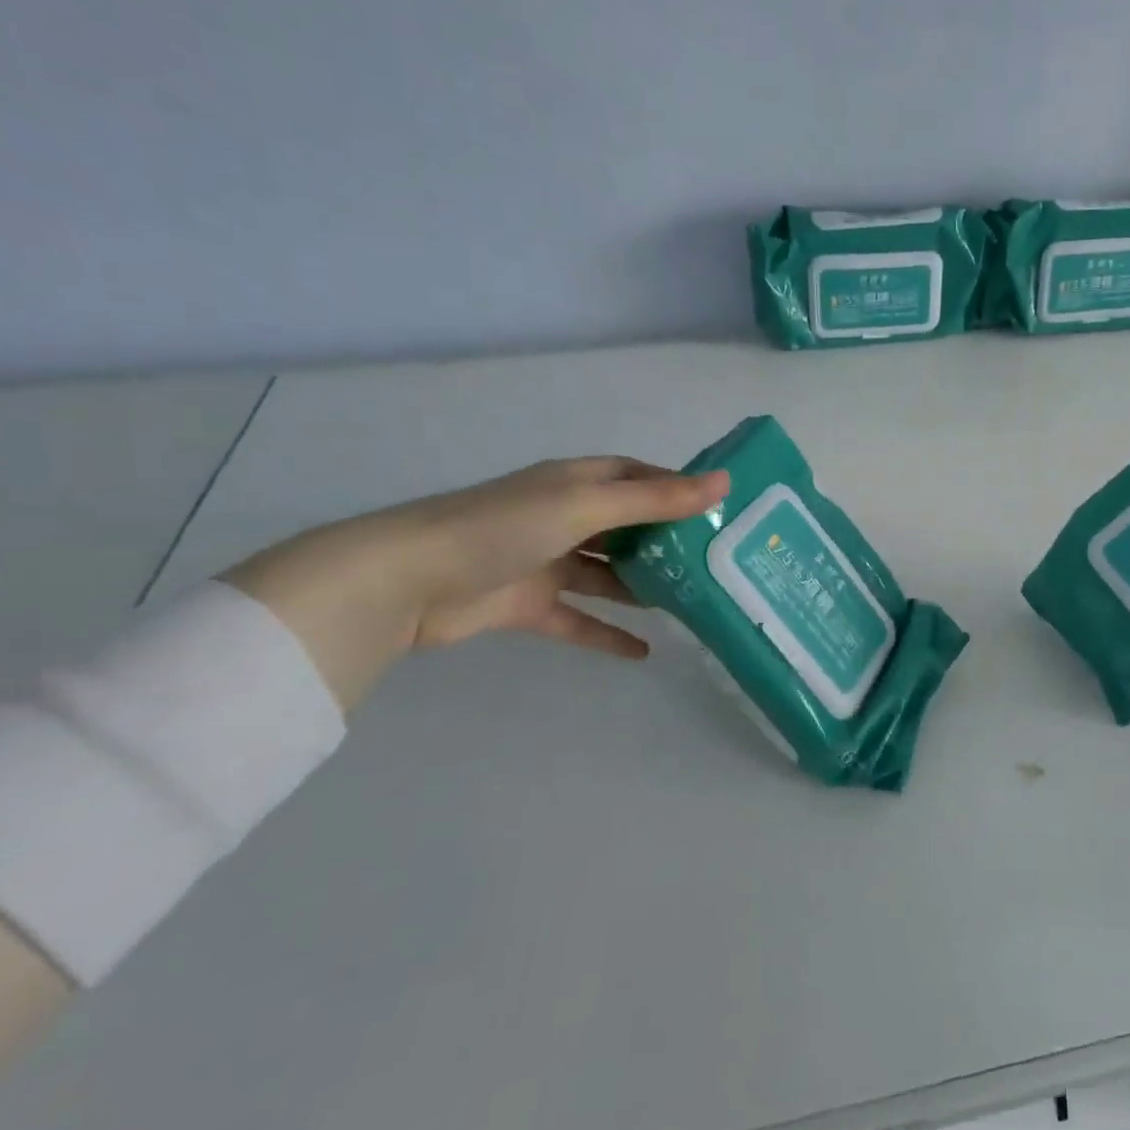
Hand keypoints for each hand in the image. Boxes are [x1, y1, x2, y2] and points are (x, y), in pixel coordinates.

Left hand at [221, 457, 727, 711]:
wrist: (406, 581)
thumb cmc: (503, 528)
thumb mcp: (586, 506)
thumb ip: (655, 500)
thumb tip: (723, 483)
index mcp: (574, 483)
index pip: (636, 477)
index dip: (675, 487)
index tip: (719, 508)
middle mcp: (562, 517)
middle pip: (626, 527)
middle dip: (666, 543)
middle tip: (715, 565)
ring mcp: (544, 561)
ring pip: (607, 574)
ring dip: (642, 588)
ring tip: (690, 606)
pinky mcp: (527, 604)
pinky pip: (578, 619)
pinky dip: (607, 634)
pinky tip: (645, 652)